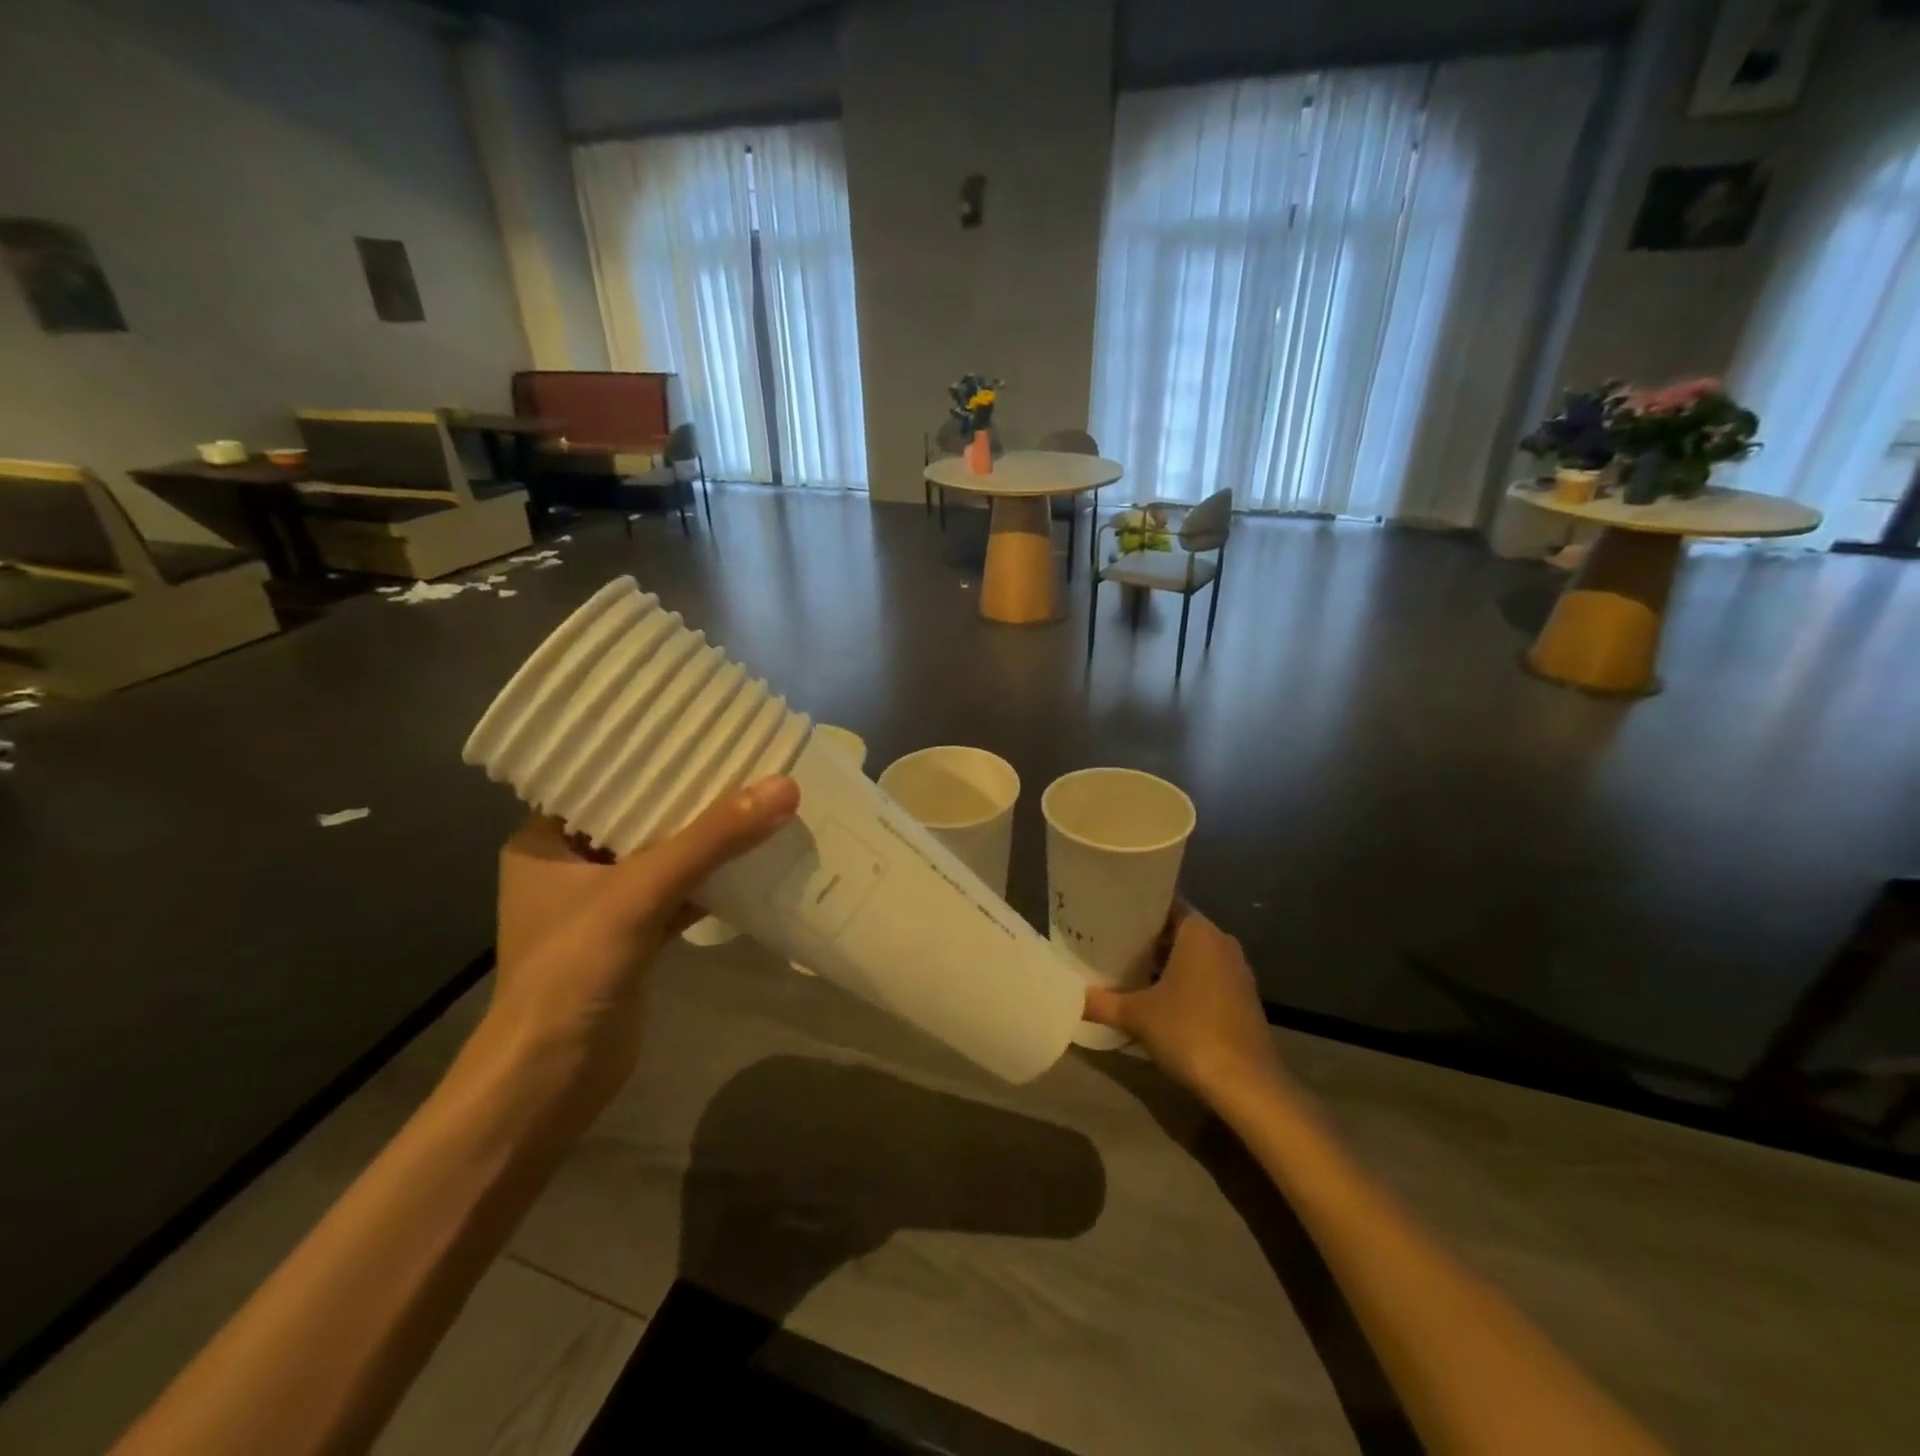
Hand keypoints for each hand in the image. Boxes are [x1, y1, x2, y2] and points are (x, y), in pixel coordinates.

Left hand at [482, 776, 799, 1112]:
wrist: (552, 1082)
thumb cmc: (573, 973)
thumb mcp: (640, 893)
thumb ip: (710, 841)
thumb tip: (783, 787)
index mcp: (545, 842)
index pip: (602, 780)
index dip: (652, 755)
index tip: (705, 730)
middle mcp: (571, 866)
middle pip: (640, 816)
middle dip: (692, 796)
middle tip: (746, 760)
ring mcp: (603, 905)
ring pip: (664, 856)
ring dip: (707, 839)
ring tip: (759, 799)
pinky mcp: (633, 938)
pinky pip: (678, 893)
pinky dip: (712, 880)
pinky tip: (755, 861)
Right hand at [1083, 904, 1286, 1104]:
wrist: (1247, 1085)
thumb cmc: (1189, 1031)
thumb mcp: (1136, 1016)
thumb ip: (1101, 1002)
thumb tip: (1072, 998)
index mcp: (1199, 932)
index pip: (1165, 903)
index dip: (1137, 908)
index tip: (1110, 912)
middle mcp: (1221, 942)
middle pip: (1177, 929)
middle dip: (1146, 937)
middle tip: (1109, 941)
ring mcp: (1236, 971)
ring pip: (1192, 955)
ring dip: (1164, 962)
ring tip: (1127, 968)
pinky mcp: (1242, 998)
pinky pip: (1206, 977)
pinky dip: (1183, 981)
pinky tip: (1156, 997)